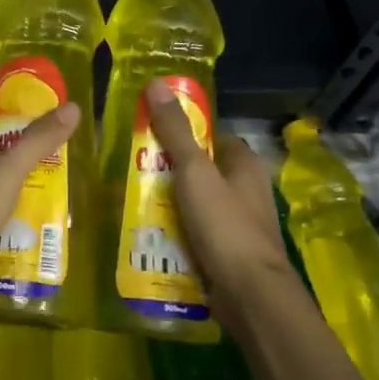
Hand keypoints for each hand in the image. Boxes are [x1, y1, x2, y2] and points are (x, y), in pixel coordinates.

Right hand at [141, 77, 293, 329]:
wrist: (250, 296)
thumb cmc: (225, 225)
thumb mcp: (194, 171)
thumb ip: (174, 130)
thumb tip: (157, 83)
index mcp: (244, 164)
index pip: (210, 136)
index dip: (181, 132)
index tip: (146, 133)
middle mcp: (245, 190)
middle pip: (198, 171)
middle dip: (166, 171)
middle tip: (130, 169)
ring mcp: (236, 224)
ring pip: (193, 204)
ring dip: (166, 204)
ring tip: (128, 201)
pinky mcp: (226, 253)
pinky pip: (193, 234)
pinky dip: (173, 233)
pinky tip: (146, 235)